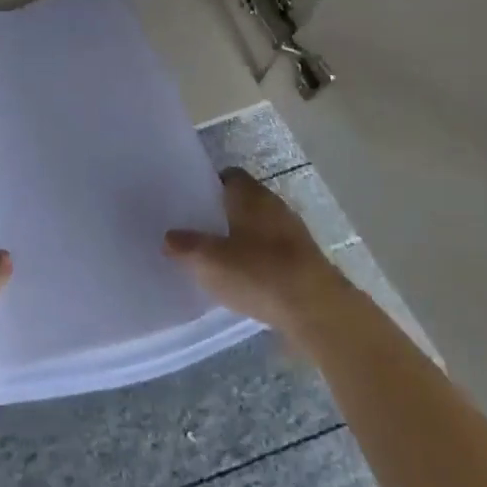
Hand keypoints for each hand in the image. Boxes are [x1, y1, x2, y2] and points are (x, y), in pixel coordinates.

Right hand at [164, 169, 345, 334]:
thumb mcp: (209, 261)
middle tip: (199, 229)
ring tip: (218, 256)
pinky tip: (246, 278)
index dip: (210, 184)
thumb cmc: (258, 272)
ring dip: (243, 237)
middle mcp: (274, 205)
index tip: (192, 199)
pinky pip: (274, 250)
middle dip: (223, 212)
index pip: (229, 176)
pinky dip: (259, 258)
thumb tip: (169, 237)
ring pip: (260, 226)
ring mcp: (294, 233)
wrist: (317, 310)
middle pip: (244, 201)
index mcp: (251, 195)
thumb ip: (185, 246)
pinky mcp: (305, 260)